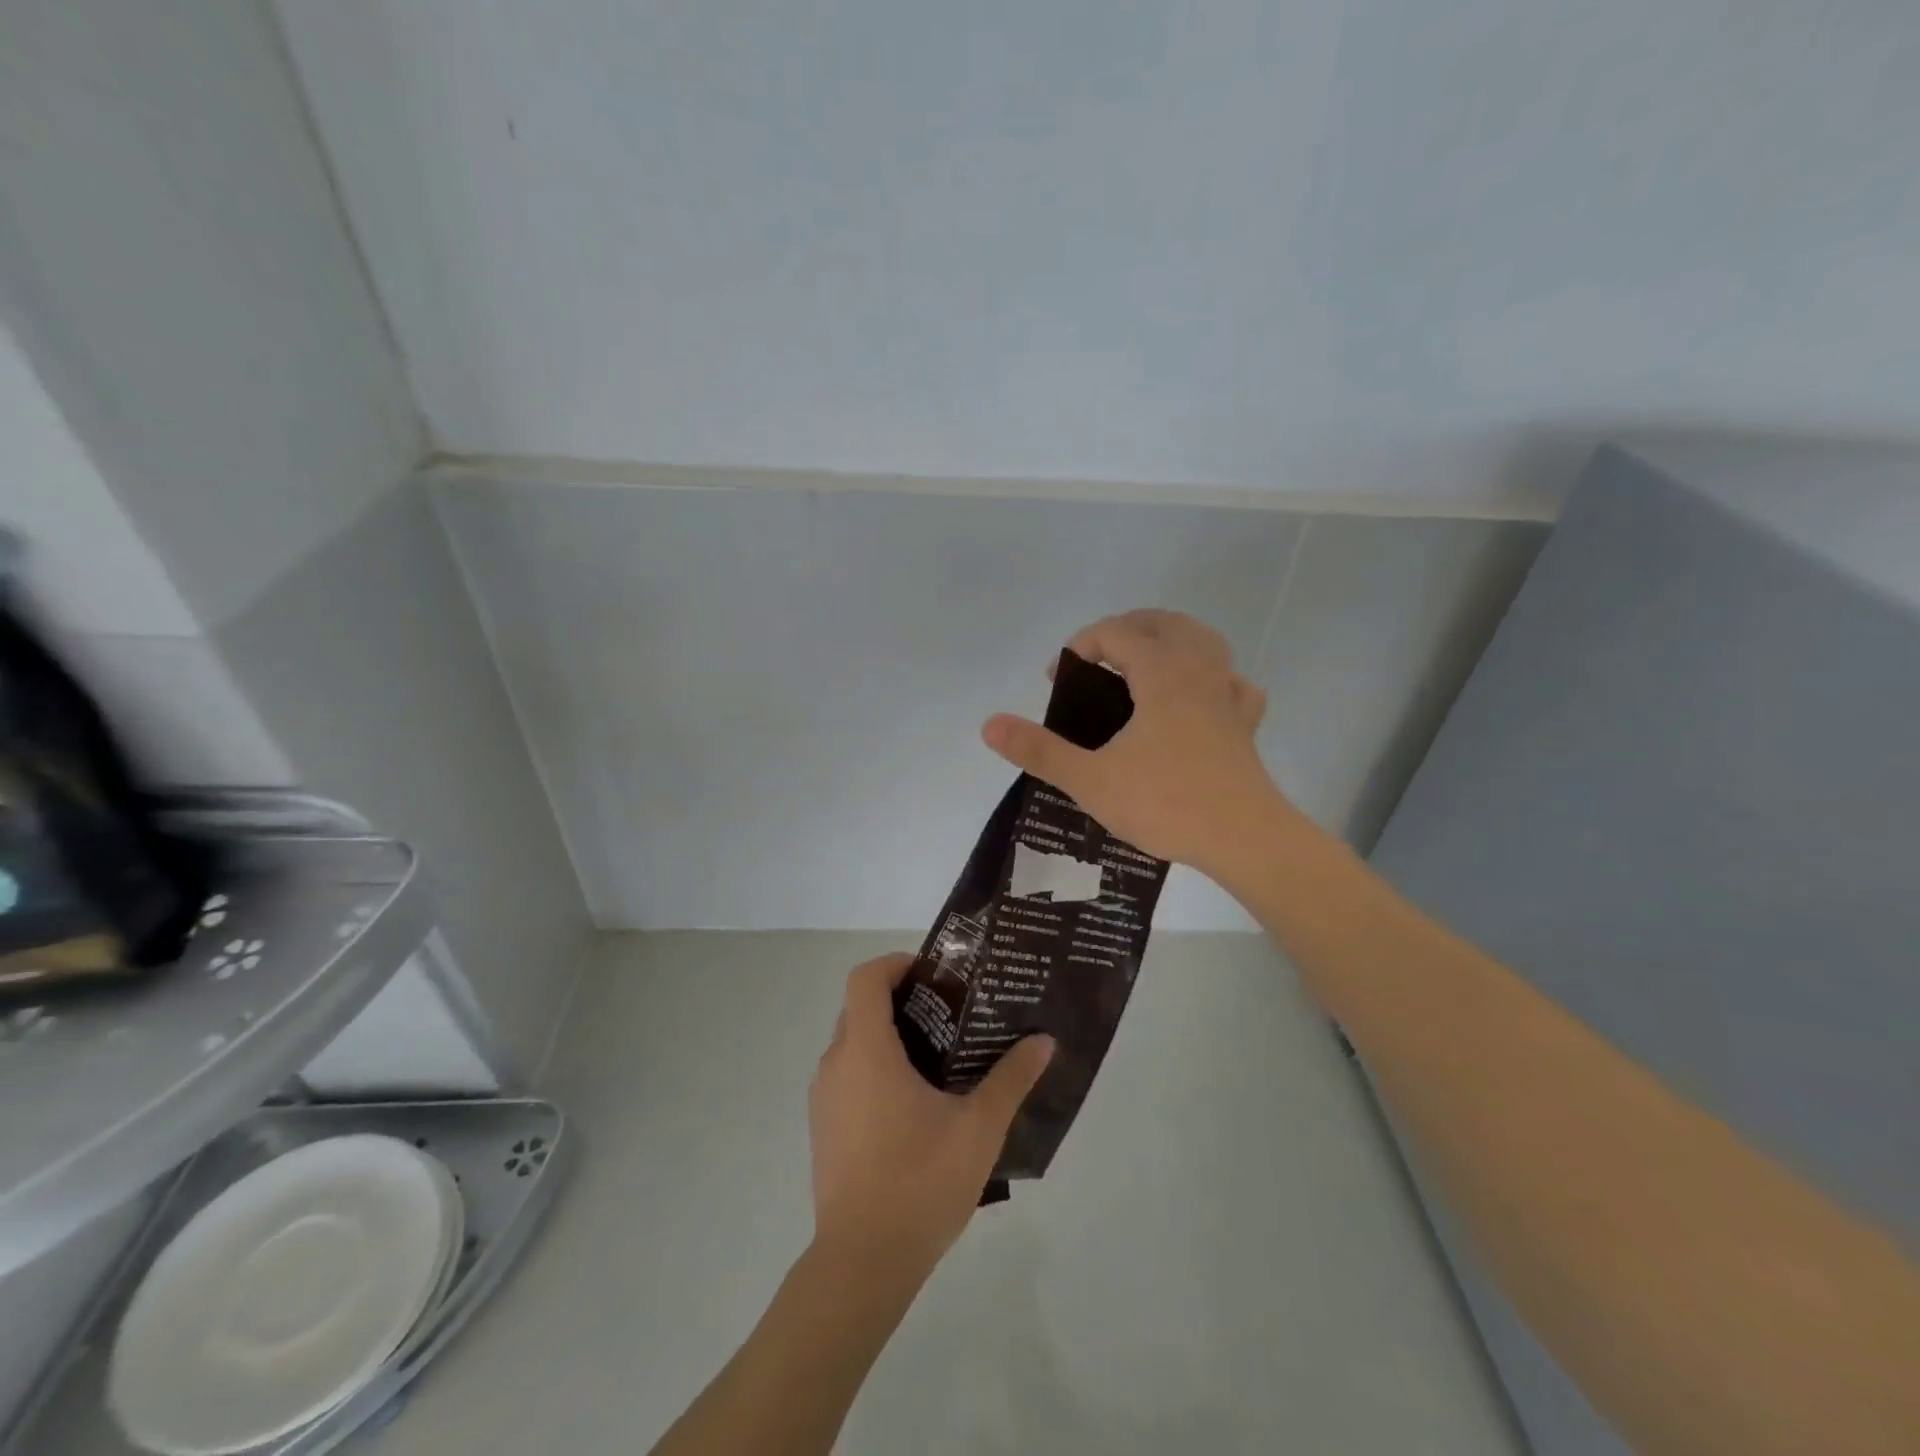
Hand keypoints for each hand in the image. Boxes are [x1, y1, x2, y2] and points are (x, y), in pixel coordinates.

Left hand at [809, 954, 1054, 1278]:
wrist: (862, 1264)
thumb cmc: (920, 1182)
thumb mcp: (978, 1128)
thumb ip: (1011, 1078)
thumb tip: (1044, 1041)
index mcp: (867, 1051)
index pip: (866, 978)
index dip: (896, 963)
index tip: (935, 975)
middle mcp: (836, 1064)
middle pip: (861, 1007)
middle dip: (902, 999)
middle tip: (950, 1012)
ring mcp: (824, 1098)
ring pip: (853, 1043)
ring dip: (889, 1036)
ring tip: (940, 1056)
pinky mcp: (824, 1127)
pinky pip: (848, 1075)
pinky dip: (876, 1068)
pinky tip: (915, 1103)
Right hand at [982, 609, 1290, 874]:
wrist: (1244, 839)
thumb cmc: (1166, 802)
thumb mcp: (1091, 780)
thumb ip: (1039, 750)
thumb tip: (989, 724)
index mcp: (1161, 673)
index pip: (1116, 633)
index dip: (1080, 645)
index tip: (1057, 678)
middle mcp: (1198, 671)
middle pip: (1163, 623)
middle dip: (1124, 630)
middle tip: (1095, 661)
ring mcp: (1227, 696)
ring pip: (1203, 641)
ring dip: (1169, 641)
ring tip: (1143, 665)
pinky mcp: (1244, 725)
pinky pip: (1231, 683)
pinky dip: (1212, 678)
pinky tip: (1200, 698)